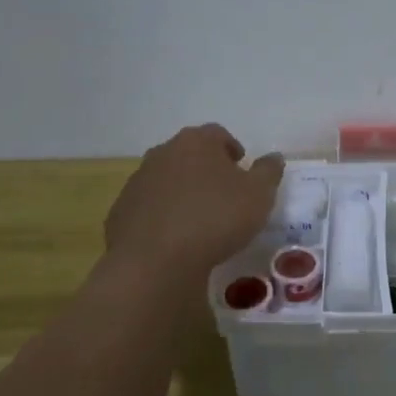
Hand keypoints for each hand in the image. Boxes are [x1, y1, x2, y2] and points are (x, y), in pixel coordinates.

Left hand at [106, 124, 284, 280]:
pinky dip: (162, 215)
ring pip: (167, 179)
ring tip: (199, 218)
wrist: (154, 261)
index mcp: (196, 142)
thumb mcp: (258, 195)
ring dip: (182, 191)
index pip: (218, 134)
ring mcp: (138, 181)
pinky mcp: (121, 211)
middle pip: (189, 153)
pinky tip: (175, 238)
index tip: (242, 169)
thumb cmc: (215, 218)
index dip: (232, 149)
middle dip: (206, 168)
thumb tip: (274, 157)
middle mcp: (163, 153)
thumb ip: (268, 172)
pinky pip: (149, 207)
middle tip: (224, 193)